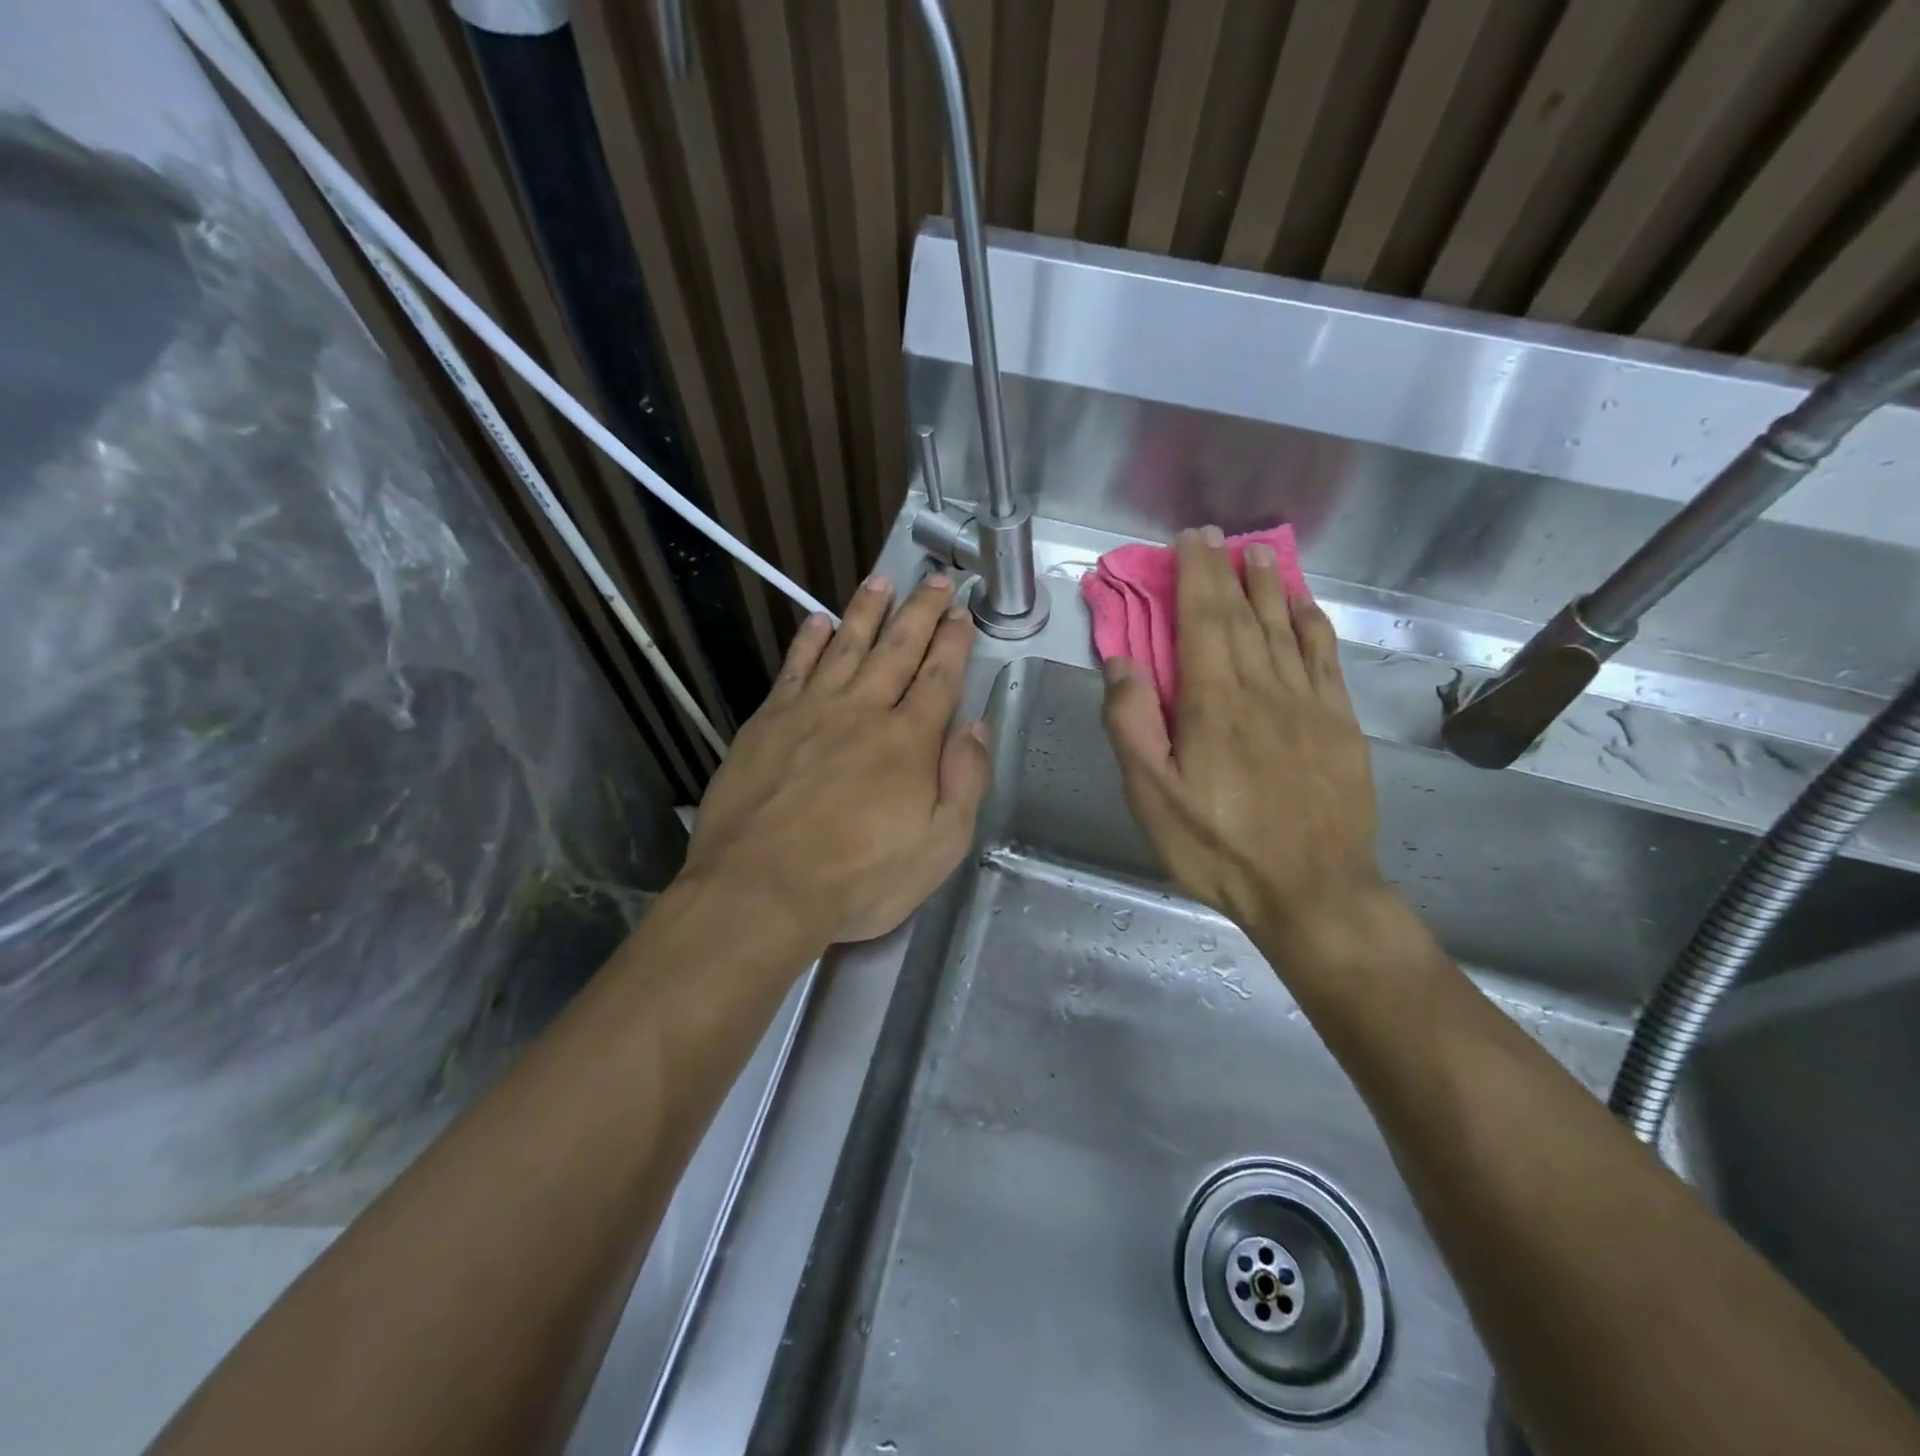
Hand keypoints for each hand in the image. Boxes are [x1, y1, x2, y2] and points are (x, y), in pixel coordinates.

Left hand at [683, 573, 988, 944]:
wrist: (760, 890)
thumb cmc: (859, 879)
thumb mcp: (939, 846)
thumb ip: (963, 780)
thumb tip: (975, 726)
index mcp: (909, 741)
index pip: (939, 677)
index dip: (954, 641)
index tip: (962, 612)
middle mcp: (863, 711)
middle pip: (897, 649)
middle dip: (921, 611)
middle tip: (936, 578)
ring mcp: (811, 711)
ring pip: (846, 646)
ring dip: (867, 610)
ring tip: (882, 580)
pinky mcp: (768, 722)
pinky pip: (794, 668)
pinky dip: (809, 642)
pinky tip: (818, 621)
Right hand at [1100, 528, 1381, 938]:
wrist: (1312, 890)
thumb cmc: (1218, 847)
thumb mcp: (1151, 796)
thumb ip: (1132, 725)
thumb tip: (1123, 662)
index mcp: (1214, 703)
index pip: (1203, 621)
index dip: (1195, 576)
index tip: (1191, 540)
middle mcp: (1264, 689)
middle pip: (1243, 616)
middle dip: (1226, 572)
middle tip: (1217, 537)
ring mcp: (1309, 704)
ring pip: (1286, 629)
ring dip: (1270, 587)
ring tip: (1260, 554)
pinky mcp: (1341, 724)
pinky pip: (1326, 659)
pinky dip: (1313, 625)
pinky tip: (1306, 607)